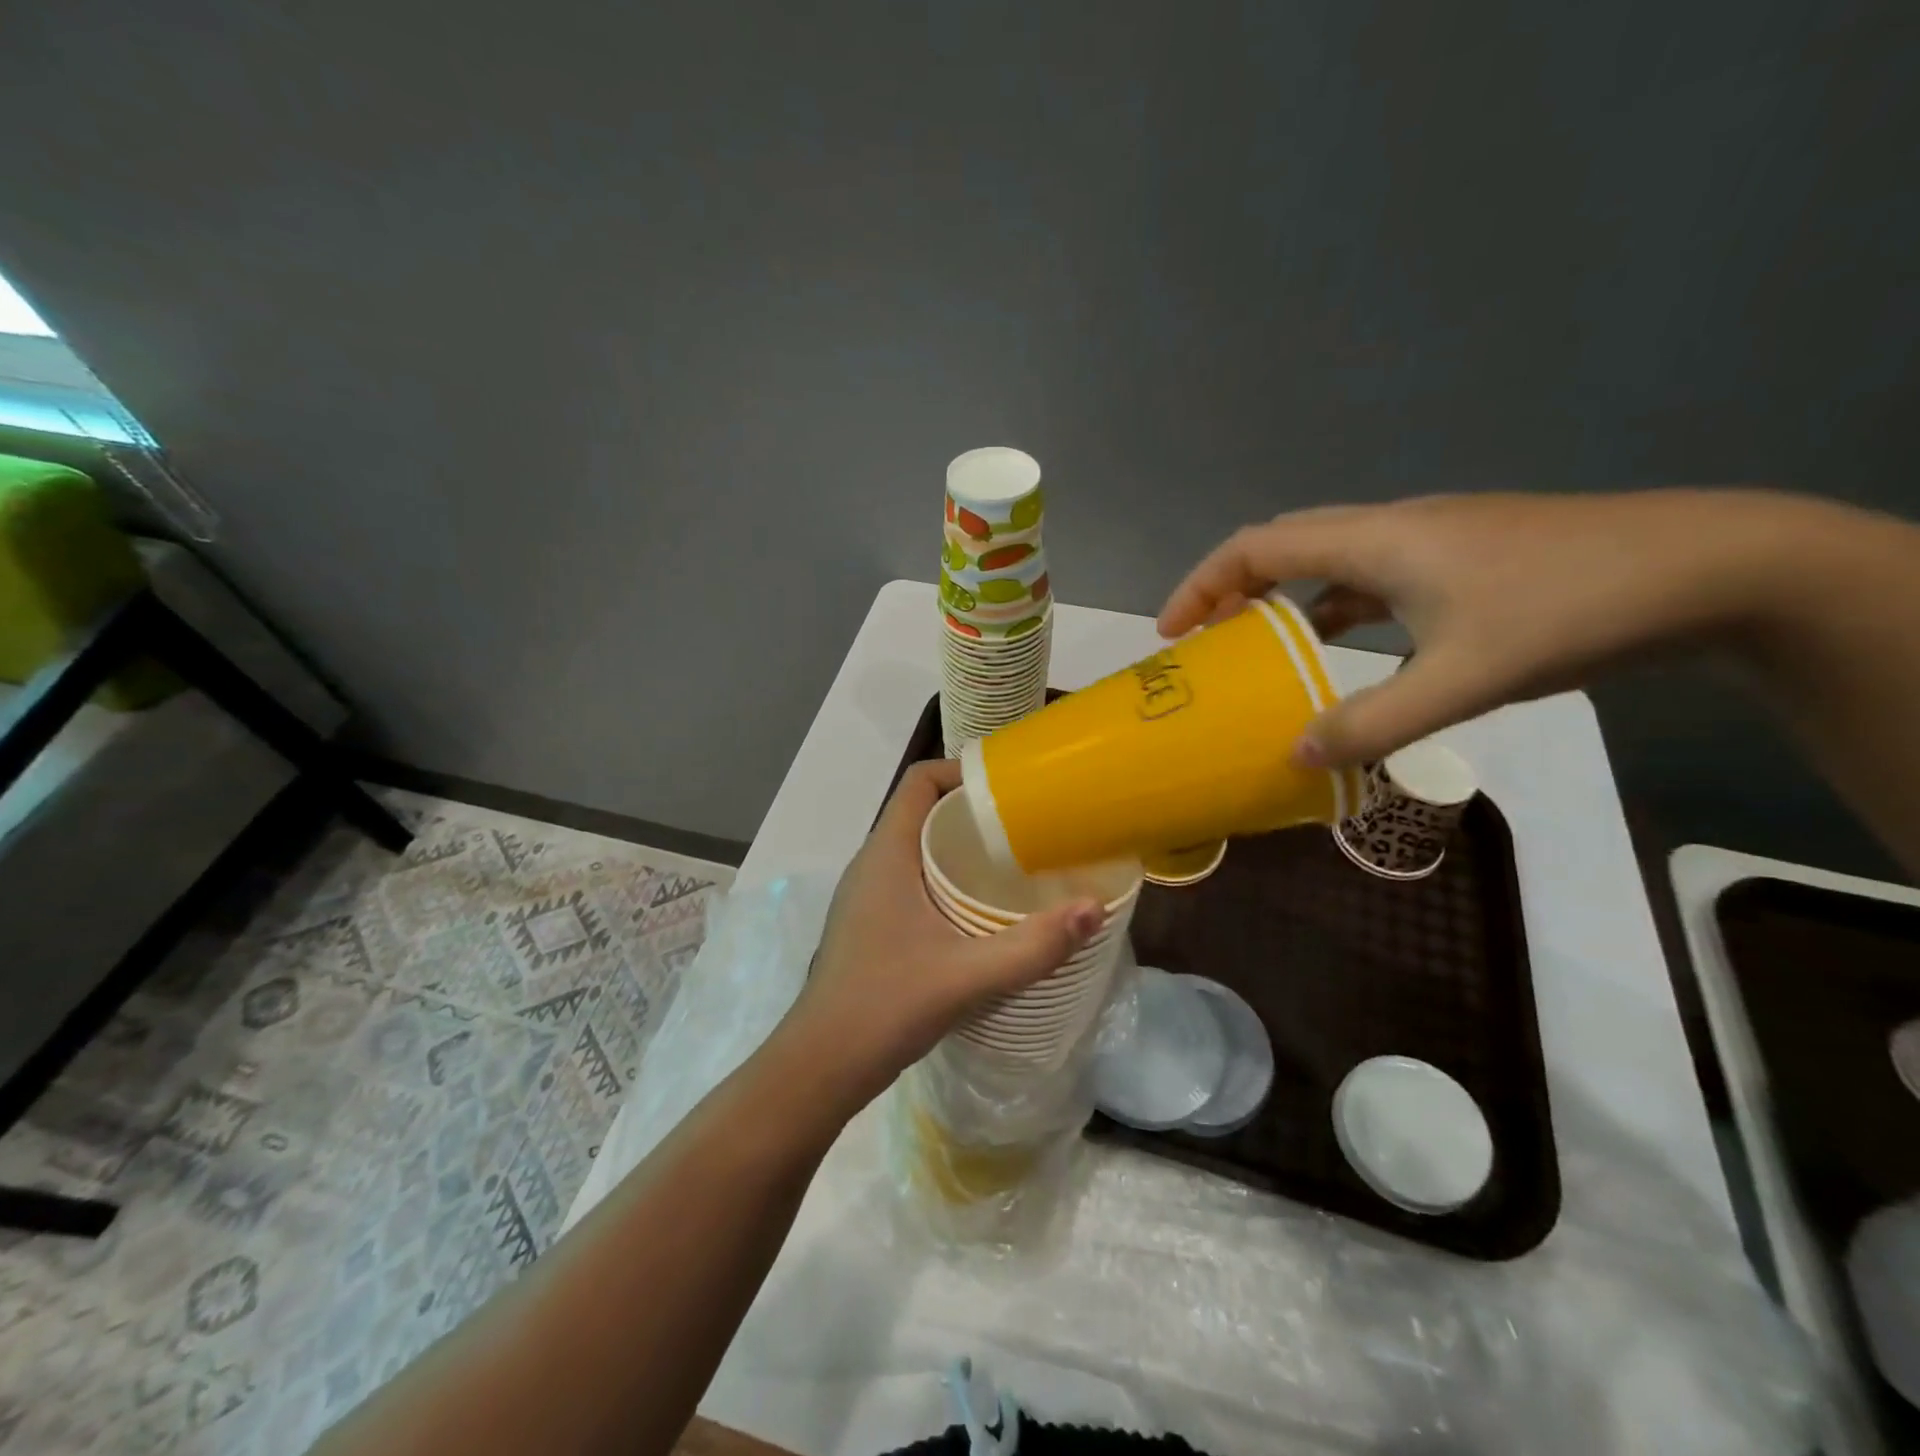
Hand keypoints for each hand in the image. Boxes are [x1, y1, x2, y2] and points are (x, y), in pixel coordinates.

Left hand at [780, 760, 1102, 1108]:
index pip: (919, 781)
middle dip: (973, 812)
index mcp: (886, 853)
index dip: (961, 771)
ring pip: (917, 848)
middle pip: (923, 811)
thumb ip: (1034, 945)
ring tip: (1012, 866)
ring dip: (960, 849)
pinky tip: (980, 913)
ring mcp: (866, 895)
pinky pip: (912, 880)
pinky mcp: (870, 923)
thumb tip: (1095, 908)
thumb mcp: (969, 975)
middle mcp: (871, 863)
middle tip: (1026, 828)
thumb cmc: (886, 1005)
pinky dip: (946, 880)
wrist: (821, 1066)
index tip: (1009, 788)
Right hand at [1158, 490, 1814, 767]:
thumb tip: (1295, 755)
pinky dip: (1333, 610)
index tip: (1173, 634)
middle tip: (1204, 643)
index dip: (1202, 585)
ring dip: (1282, 601)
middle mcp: (1390, 528)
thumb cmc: (1569, 611)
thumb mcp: (1461, 680)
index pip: (1257, 546)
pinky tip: (1343, 651)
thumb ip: (1372, 723)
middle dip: (1231, 591)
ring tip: (1259, 650)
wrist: (1708, 568)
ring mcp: (1428, 541)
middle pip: (1283, 546)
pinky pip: (1368, 579)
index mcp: (1375, 540)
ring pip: (1327, 563)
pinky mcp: (1459, 560)